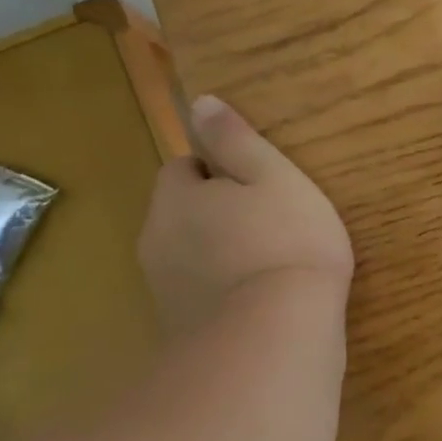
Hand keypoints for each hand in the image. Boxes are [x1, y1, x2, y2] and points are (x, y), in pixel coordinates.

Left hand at [138, 96, 353, 337]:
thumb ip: (236, 140)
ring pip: (189, 255)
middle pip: (181, 213)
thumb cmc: (285, 241)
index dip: (217, 170)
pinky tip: (260, 300)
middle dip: (215, 212)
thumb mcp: (273, 176)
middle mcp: (157, 240)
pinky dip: (221, 291)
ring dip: (218, 252)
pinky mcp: (179, 331)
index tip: (257, 184)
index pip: (181, 168)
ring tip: (270, 262)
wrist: (275, 338)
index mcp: (176, 198)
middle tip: (270, 221)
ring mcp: (164, 290)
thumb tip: (200, 103)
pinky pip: (199, 294)